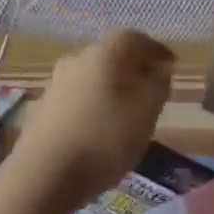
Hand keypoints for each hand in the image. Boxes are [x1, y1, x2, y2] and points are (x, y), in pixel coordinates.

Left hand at [9, 30, 175, 211]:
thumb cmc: (104, 139)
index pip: (135, 38)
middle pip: (112, 55)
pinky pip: (77, 97)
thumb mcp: (146, 113)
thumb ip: (158, 85)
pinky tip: (99, 127)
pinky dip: (93, 104)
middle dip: (133, 69)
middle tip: (151, 89)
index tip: (171, 65)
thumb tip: (160, 69)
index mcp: (104, 54)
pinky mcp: (43, 107)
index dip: (156, 50)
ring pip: (92, 76)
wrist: (42, 175)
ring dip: (111, 87)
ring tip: (127, 112)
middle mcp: (77, 59)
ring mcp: (56, 83)